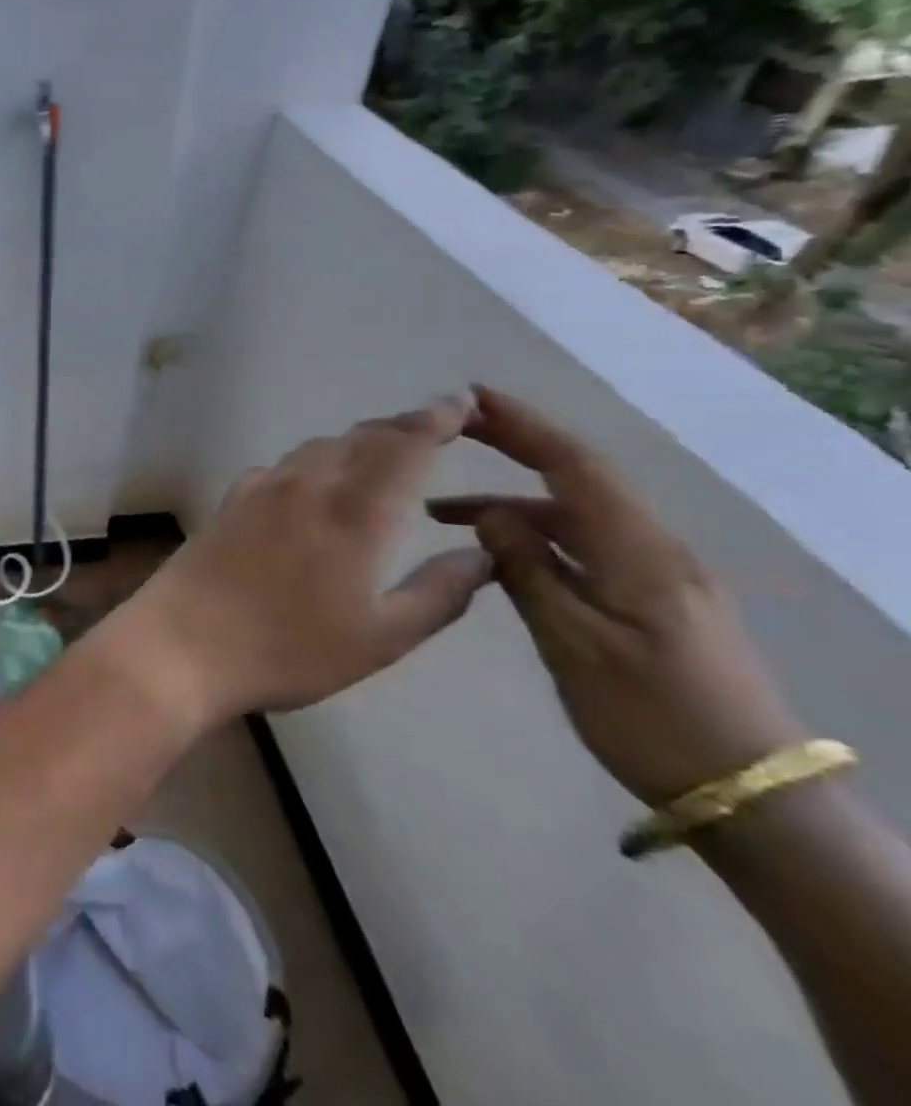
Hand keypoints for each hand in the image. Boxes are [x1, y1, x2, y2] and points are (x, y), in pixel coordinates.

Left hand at [101, 394, 493, 732]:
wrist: (183, 643)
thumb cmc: (288, 649)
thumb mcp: (380, 638)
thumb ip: (438, 594)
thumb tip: (482, 554)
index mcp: (353, 510)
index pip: (403, 444)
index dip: (436, 419)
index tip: (463, 403)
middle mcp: (306, 484)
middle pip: (360, 437)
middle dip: (401, 428)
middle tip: (434, 430)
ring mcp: (260, 488)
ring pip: (318, 448)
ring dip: (356, 443)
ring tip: (381, 457)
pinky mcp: (229, 500)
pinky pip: (283, 466)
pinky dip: (313, 463)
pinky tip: (313, 487)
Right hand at [429, 386, 805, 805]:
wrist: (753, 795)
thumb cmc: (652, 717)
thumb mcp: (575, 646)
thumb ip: (528, 572)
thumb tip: (489, 514)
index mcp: (638, 552)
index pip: (574, 466)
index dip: (524, 426)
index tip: (474, 397)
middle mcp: (653, 549)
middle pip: (577, 478)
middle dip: (516, 444)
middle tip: (456, 427)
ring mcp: (657, 575)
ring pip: (573, 517)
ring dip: (510, 503)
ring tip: (440, 514)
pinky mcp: (653, 600)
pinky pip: (584, 547)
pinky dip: (533, 536)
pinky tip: (498, 555)